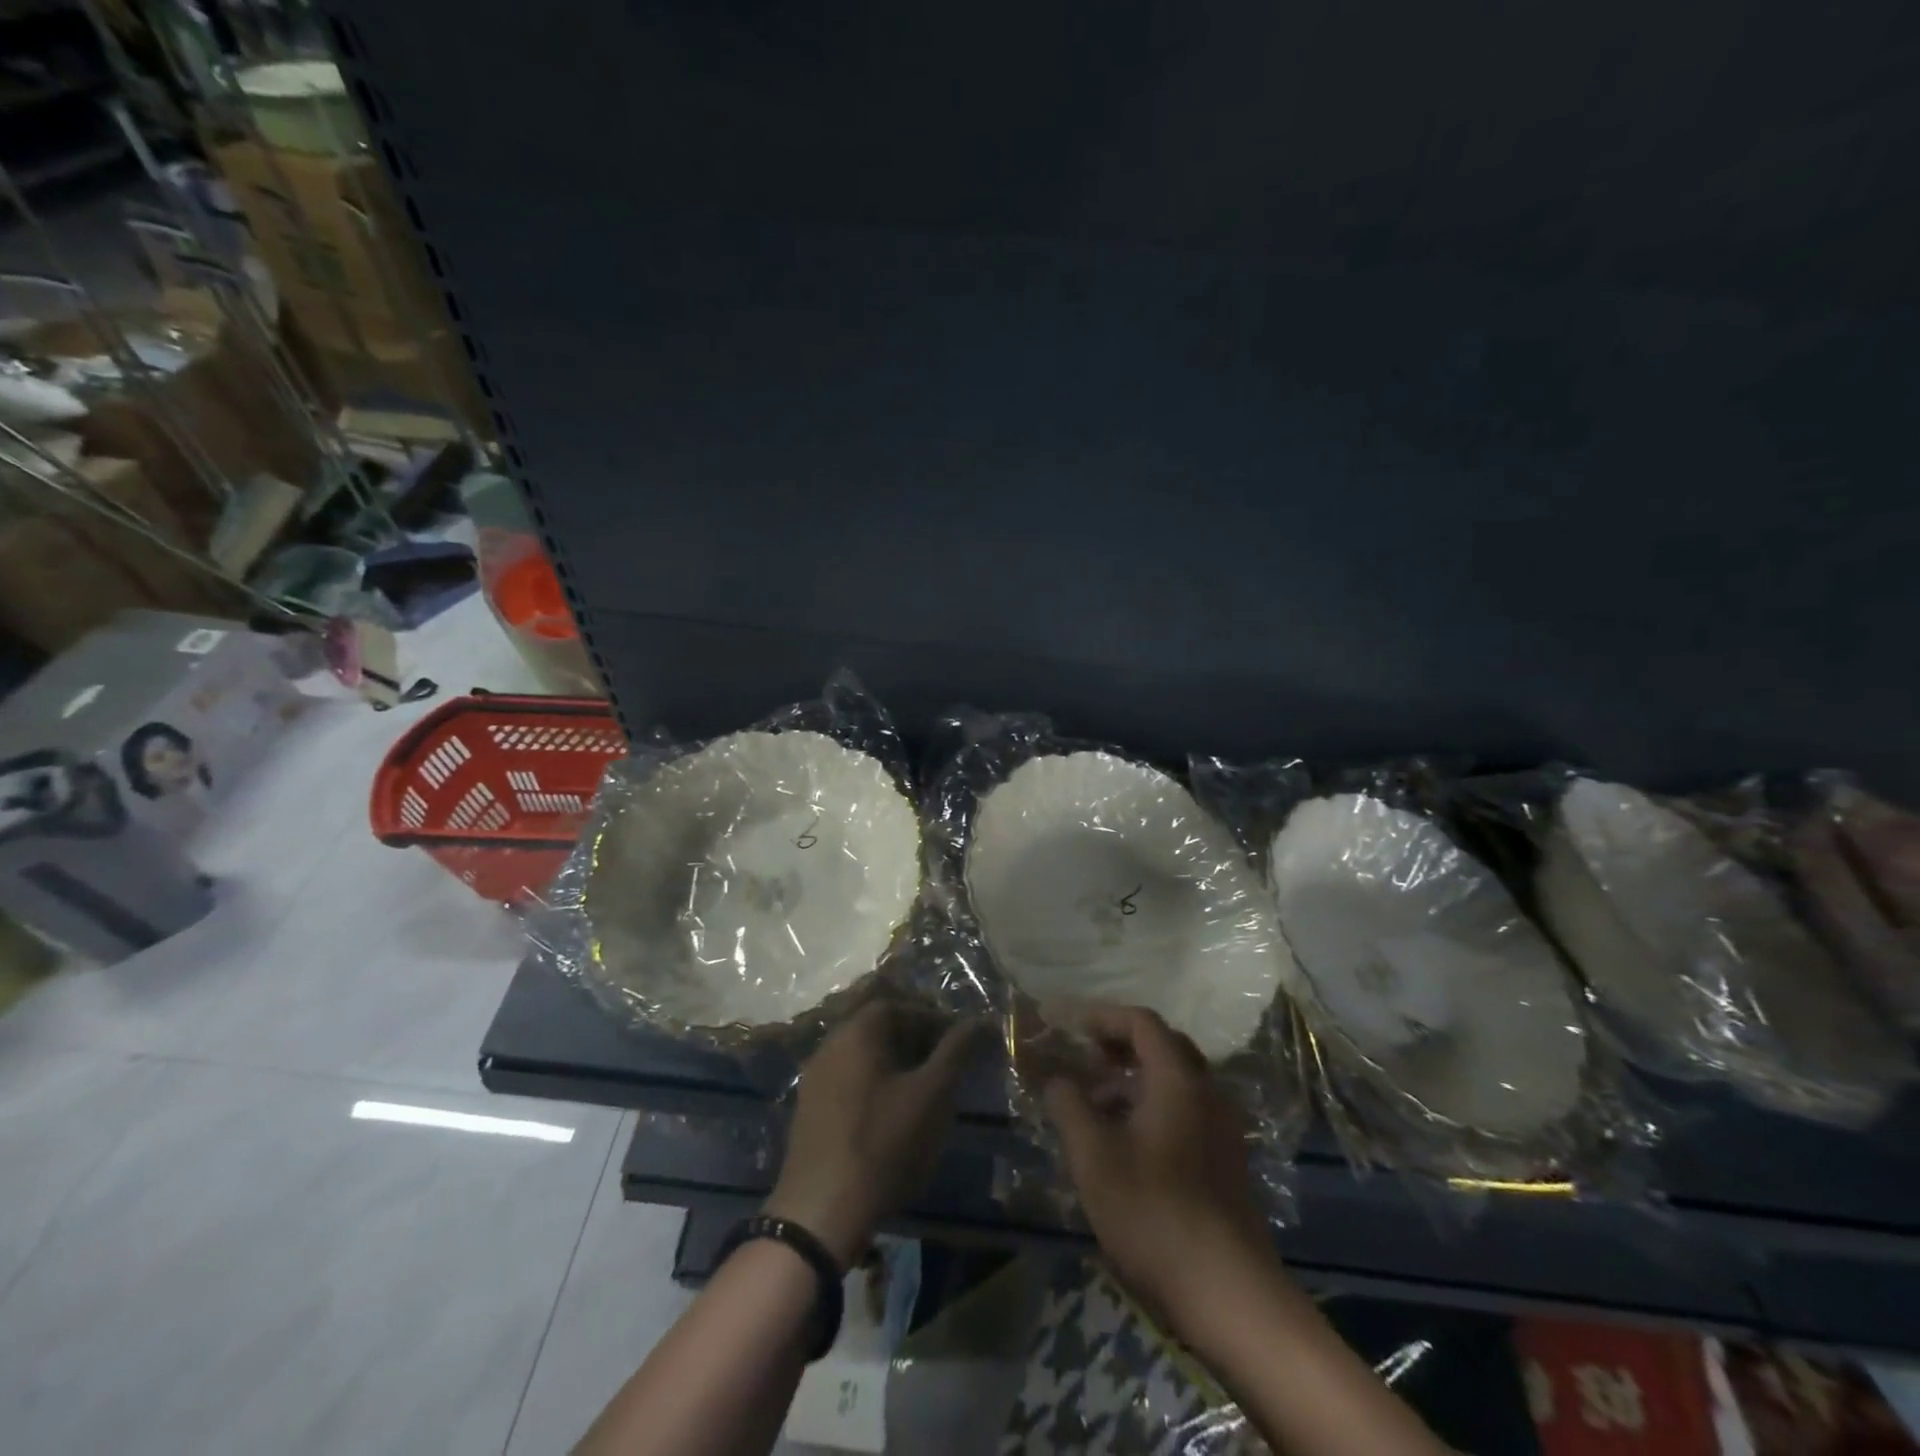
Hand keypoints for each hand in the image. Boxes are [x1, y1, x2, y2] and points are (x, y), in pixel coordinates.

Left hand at [763, 1000, 983, 1267]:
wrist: (821, 1210)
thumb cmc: (884, 1142)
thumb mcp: (933, 1094)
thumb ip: (957, 1051)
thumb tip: (981, 1020)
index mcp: (857, 1031)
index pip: (900, 1006)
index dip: (932, 1020)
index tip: (958, 1043)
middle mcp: (830, 1044)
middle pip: (879, 1029)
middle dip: (916, 1042)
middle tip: (945, 1067)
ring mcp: (814, 1078)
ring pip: (863, 1057)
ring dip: (895, 1066)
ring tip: (924, 1094)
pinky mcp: (809, 1110)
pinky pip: (848, 1081)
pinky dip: (874, 1087)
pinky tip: (892, 1117)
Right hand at [1044, 1006, 1276, 1333]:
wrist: (1228, 1292)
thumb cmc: (1153, 1211)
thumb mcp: (1094, 1156)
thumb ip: (1069, 1105)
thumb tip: (1056, 1078)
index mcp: (1179, 1079)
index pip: (1142, 1022)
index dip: (1104, 1017)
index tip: (1072, 1027)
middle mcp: (1207, 1092)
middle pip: (1164, 1046)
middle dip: (1121, 1045)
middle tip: (1086, 1060)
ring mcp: (1222, 1128)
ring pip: (1176, 1081)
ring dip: (1136, 1079)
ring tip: (1097, 1104)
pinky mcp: (1227, 1160)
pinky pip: (1187, 1110)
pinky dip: (1154, 1106)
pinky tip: (1127, 1141)